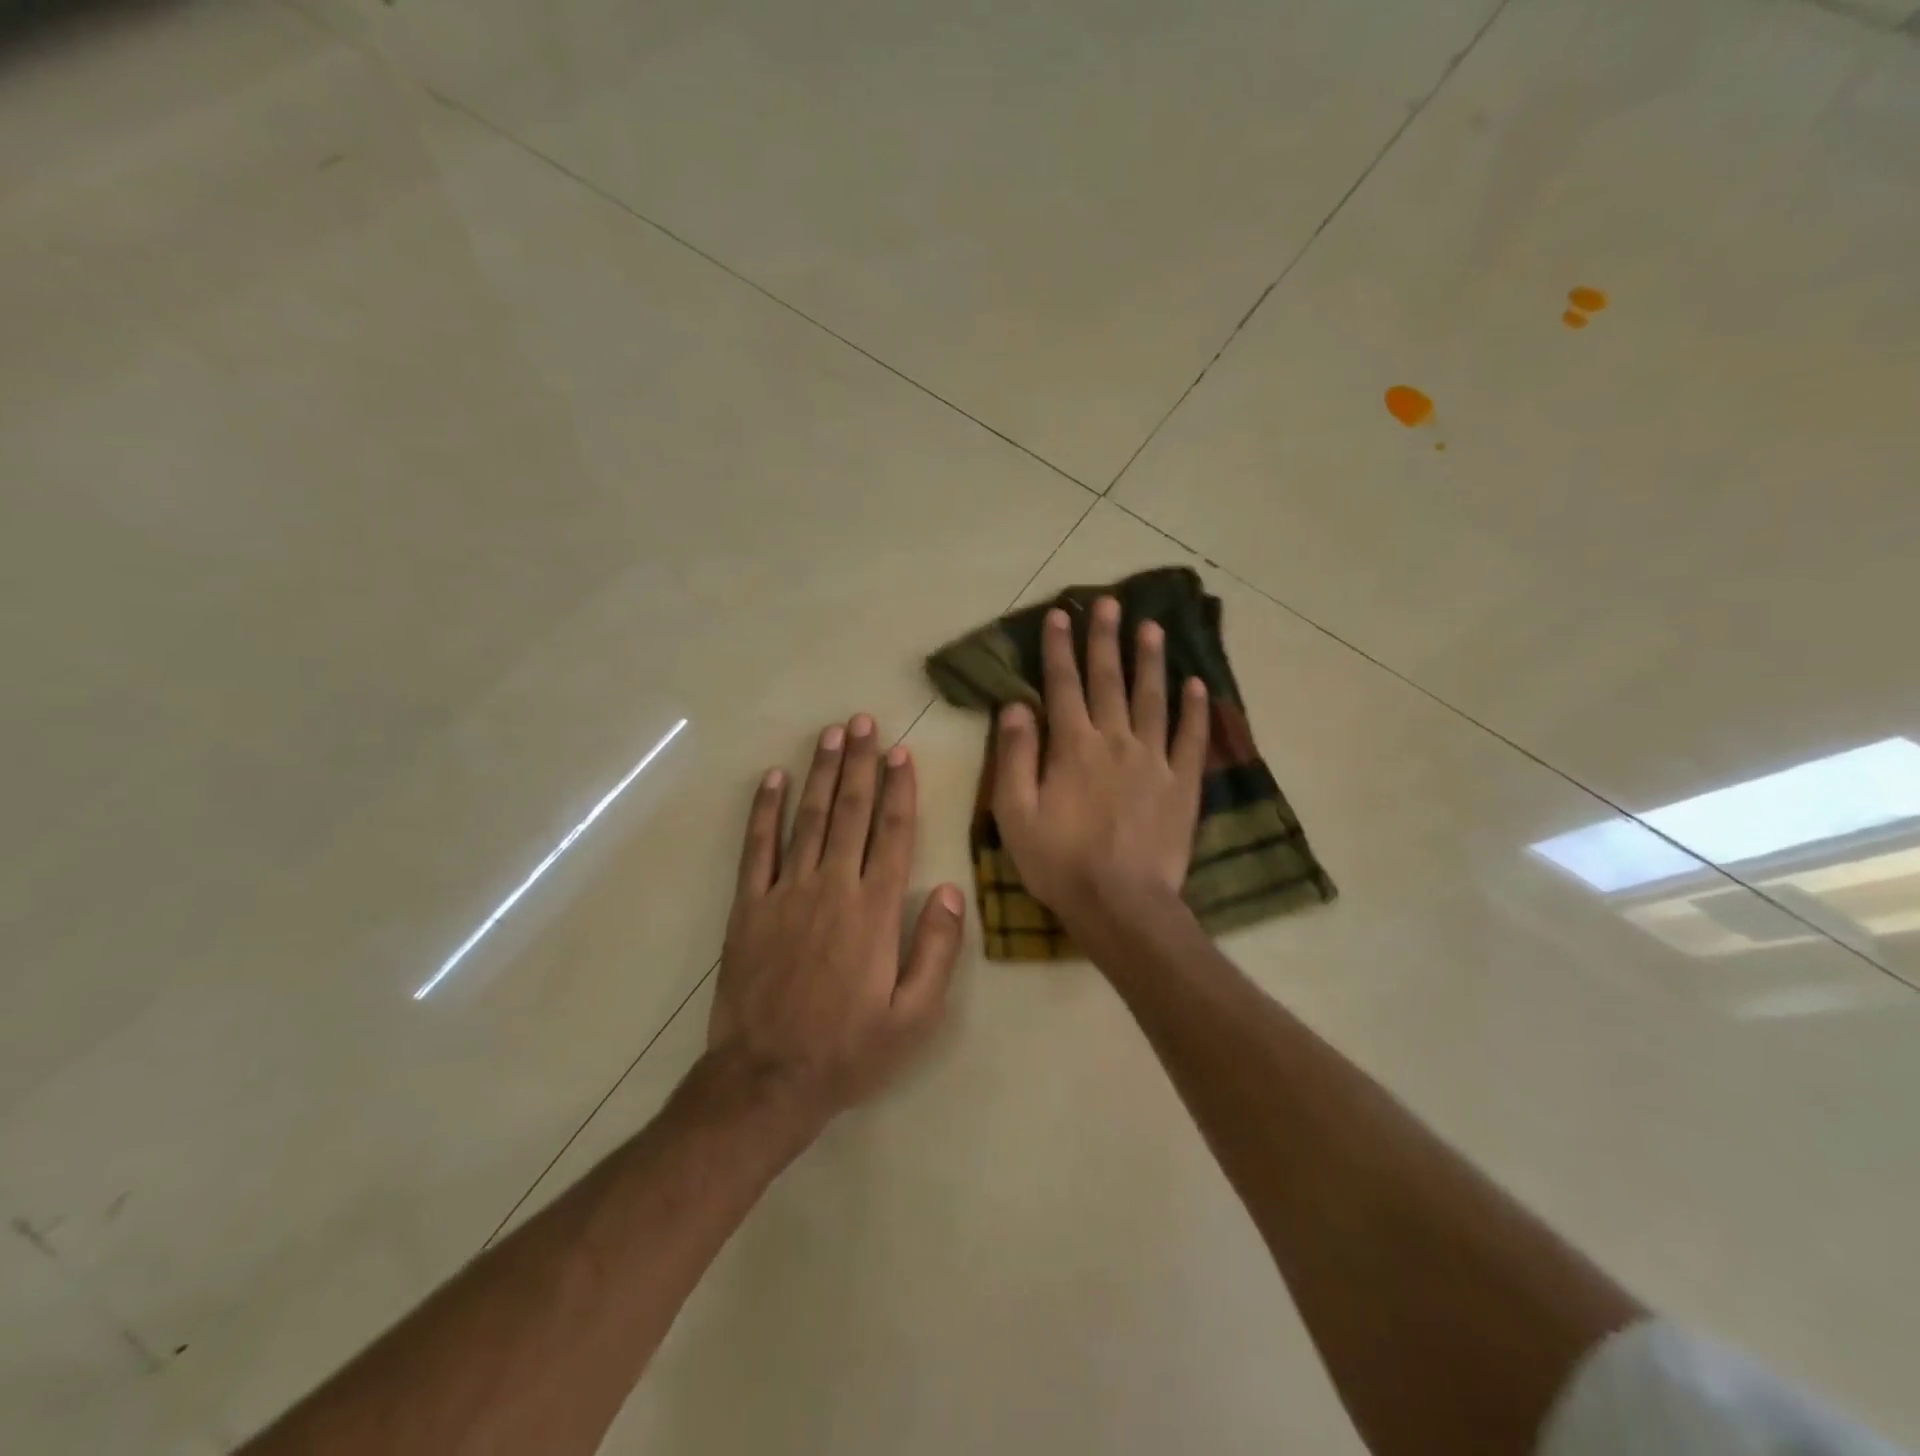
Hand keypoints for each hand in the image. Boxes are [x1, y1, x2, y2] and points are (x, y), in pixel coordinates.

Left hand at [709, 714, 965, 1127]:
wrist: (767, 1079)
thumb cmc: (849, 1050)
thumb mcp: (914, 1016)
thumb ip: (936, 950)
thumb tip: (949, 889)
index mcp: (875, 909)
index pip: (893, 833)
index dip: (899, 789)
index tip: (900, 753)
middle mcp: (832, 887)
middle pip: (850, 812)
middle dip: (859, 763)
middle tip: (863, 721)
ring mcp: (786, 892)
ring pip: (808, 818)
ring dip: (820, 772)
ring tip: (830, 734)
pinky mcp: (750, 906)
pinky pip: (757, 848)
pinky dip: (764, 810)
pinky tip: (773, 778)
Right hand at [992, 597, 1208, 937]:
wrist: (1121, 904)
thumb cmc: (1059, 862)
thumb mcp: (1015, 814)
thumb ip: (1014, 756)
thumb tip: (1015, 705)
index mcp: (1072, 746)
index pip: (1062, 685)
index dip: (1059, 648)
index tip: (1060, 615)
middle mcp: (1115, 741)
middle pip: (1109, 680)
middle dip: (1106, 639)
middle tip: (1109, 602)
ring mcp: (1154, 760)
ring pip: (1153, 698)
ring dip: (1150, 660)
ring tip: (1152, 627)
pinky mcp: (1182, 784)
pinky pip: (1191, 737)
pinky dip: (1195, 709)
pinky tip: (1197, 684)